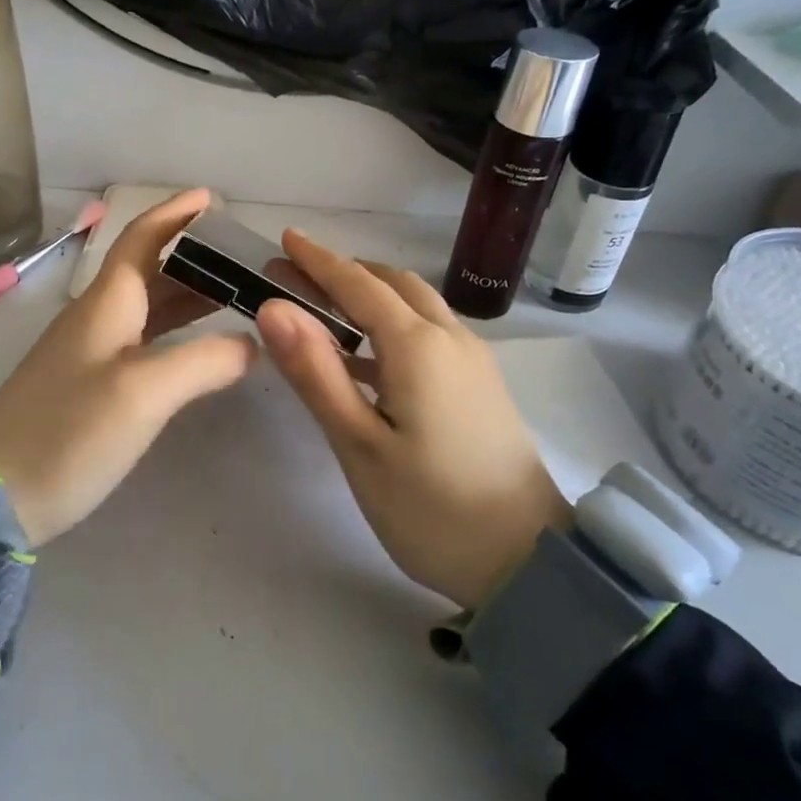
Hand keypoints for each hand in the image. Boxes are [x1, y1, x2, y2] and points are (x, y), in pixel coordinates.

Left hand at [0, 189, 253, 546]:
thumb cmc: (67, 433)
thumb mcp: (144, 392)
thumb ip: (204, 360)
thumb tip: (252, 344)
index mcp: (106, 303)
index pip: (143, 238)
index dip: (175, 213)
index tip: (211, 198)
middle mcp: (96, 318)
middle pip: (149, 270)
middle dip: (194, 257)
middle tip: (243, 259)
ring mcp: (88, 354)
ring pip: (146, 308)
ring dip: (188, 295)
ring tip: (235, 297)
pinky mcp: (87, 387)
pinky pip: (141, 342)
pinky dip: (175, 335)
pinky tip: (198, 352)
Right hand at [256, 230, 571, 609]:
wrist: (527, 561)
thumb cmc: (431, 508)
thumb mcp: (359, 445)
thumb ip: (316, 373)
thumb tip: (273, 308)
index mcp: (418, 346)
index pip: (358, 283)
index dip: (318, 259)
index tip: (284, 239)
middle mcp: (450, 338)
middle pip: (391, 285)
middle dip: (342, 273)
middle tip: (292, 278)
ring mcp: (472, 361)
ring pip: (415, 306)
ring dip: (369, 296)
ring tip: (321, 309)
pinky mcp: (480, 385)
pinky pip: (429, 333)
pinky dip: (391, 325)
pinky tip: (365, 357)